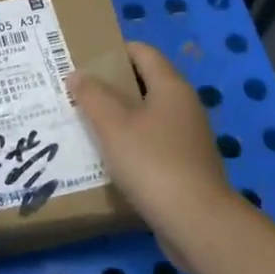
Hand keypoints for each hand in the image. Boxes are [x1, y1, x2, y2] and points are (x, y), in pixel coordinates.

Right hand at [68, 42, 233, 253]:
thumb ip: (92, 95)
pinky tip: (107, 158)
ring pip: (147, 116)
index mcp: (171, 87)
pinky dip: (130, 144)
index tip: (83, 59)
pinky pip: (152, 144)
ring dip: (118, 117)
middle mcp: (184, 107)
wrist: (197, 223)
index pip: (142, 52)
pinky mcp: (186, 167)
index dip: (113, 50)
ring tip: (85, 124)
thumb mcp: (113, 125)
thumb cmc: (152, 162)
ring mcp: (188, 138)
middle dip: (111, 86)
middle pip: (144, 83)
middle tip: (76, 92)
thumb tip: (78, 74)